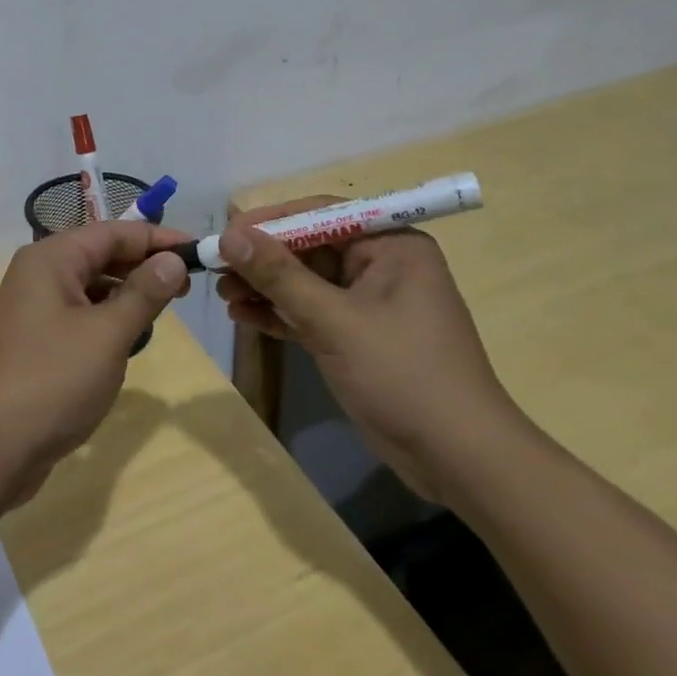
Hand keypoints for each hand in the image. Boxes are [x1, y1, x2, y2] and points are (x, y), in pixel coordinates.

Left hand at [0, 222, 191, 510]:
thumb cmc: (50, 382)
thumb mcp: (107, 335)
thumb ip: (143, 293)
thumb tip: (173, 259)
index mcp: (50, 259)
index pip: (113, 232)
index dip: (157, 238)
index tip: (199, 250)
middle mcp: (36, 275)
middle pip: (99, 255)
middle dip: (143, 266)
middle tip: (188, 284)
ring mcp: (30, 310)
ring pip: (88, 287)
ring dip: (125, 294)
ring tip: (163, 310)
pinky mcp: (31, 343)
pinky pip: (76, 316)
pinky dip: (105, 319)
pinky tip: (126, 340)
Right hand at [216, 197, 523, 503]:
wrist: (460, 461)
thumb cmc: (403, 375)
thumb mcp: (335, 321)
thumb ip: (280, 275)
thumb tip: (230, 234)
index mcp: (391, 245)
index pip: (321, 214)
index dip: (271, 220)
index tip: (227, 232)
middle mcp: (381, 265)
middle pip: (309, 247)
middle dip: (263, 259)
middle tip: (216, 269)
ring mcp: (369, 303)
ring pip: (306, 282)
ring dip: (265, 287)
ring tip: (223, 295)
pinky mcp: (358, 337)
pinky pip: (311, 312)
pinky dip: (280, 313)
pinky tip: (244, 316)